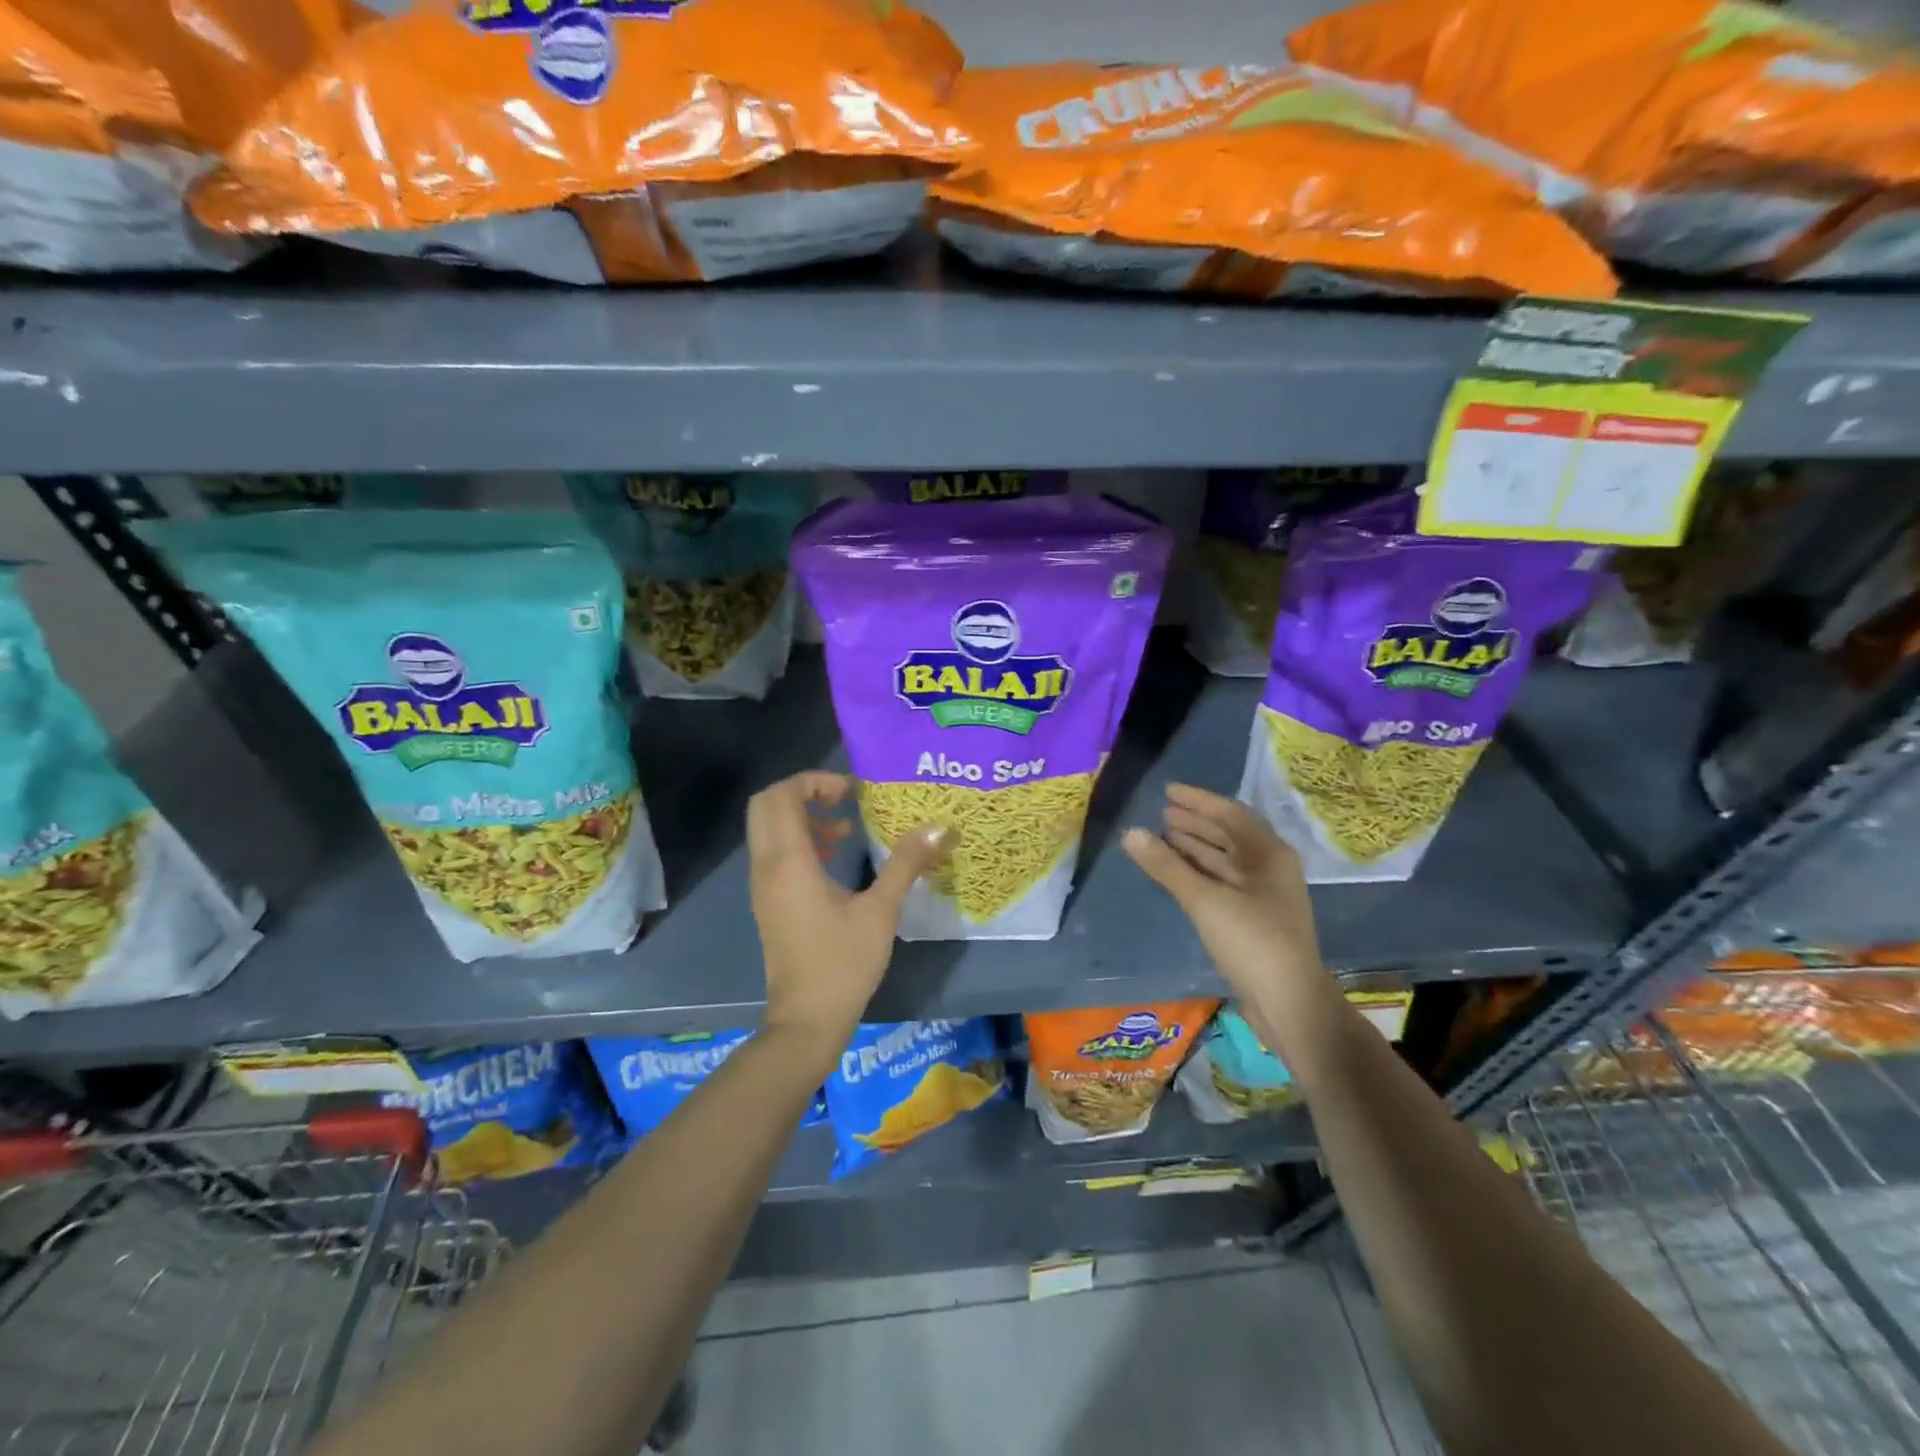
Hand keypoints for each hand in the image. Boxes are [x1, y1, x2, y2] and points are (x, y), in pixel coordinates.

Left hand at [747, 771, 951, 1052]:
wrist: (806, 1021)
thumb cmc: (843, 964)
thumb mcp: (881, 911)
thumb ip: (906, 864)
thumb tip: (940, 829)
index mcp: (789, 862)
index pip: (781, 795)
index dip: (815, 781)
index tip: (853, 791)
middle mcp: (766, 866)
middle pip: (767, 804)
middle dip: (804, 792)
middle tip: (844, 799)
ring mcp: (762, 885)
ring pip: (768, 828)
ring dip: (802, 815)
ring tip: (845, 827)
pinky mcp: (768, 901)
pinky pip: (773, 851)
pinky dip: (798, 839)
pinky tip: (833, 856)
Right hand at [1123, 783, 1324, 1043]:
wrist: (1290, 1004)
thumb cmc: (1252, 941)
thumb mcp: (1205, 900)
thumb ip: (1166, 866)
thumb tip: (1130, 833)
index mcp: (1269, 854)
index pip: (1230, 813)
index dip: (1198, 800)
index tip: (1167, 791)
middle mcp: (1269, 868)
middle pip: (1228, 835)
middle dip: (1195, 823)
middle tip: (1161, 814)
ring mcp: (1262, 895)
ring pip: (1224, 860)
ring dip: (1195, 847)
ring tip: (1162, 836)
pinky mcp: (1253, 919)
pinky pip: (1221, 882)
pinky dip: (1198, 872)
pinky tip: (1176, 872)